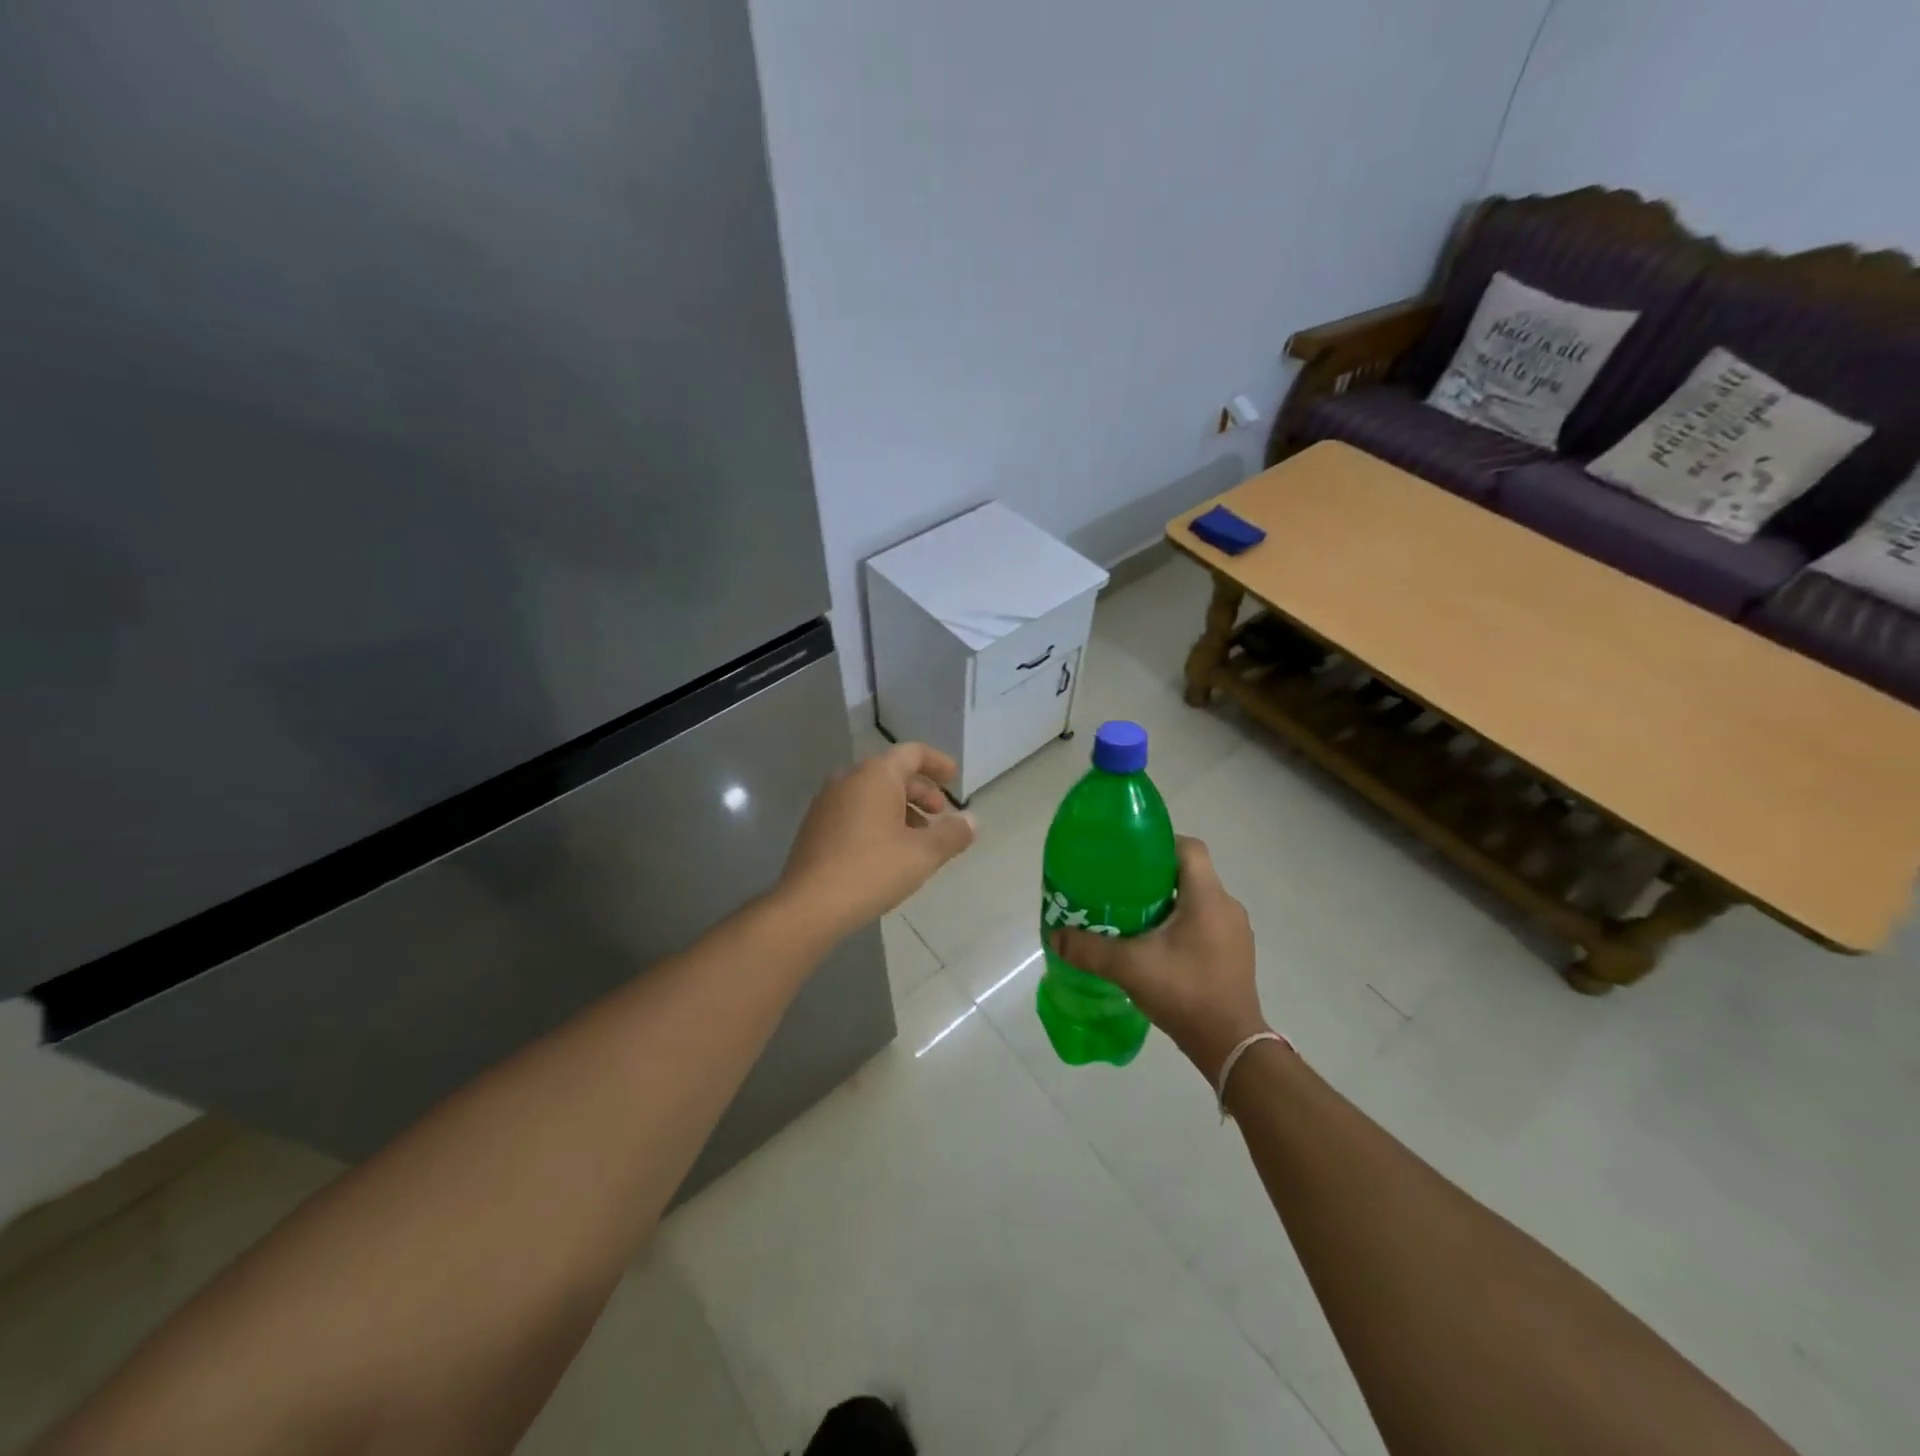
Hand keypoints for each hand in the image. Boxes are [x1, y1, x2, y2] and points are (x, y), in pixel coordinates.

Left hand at [778, 742, 976, 940]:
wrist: (808, 905)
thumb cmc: (871, 870)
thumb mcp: (922, 854)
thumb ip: (952, 834)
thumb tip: (971, 822)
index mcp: (875, 775)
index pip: (912, 753)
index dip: (937, 763)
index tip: (954, 778)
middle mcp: (848, 779)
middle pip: (892, 773)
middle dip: (921, 791)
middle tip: (940, 814)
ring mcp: (826, 803)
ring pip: (872, 794)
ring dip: (900, 808)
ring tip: (918, 838)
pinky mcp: (815, 827)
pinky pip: (855, 811)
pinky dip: (878, 820)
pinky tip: (888, 851)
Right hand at [1050, 836, 1265, 1082]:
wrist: (1231, 1046)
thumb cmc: (1184, 992)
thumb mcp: (1129, 967)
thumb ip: (1089, 949)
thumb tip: (1055, 935)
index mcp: (1207, 897)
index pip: (1188, 847)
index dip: (1158, 843)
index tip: (1128, 855)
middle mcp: (1227, 906)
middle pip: (1189, 873)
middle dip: (1155, 877)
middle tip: (1120, 888)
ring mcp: (1235, 932)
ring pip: (1198, 901)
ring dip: (1168, 903)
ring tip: (1133, 917)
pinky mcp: (1235, 955)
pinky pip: (1206, 924)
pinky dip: (1181, 926)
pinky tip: (1156, 947)